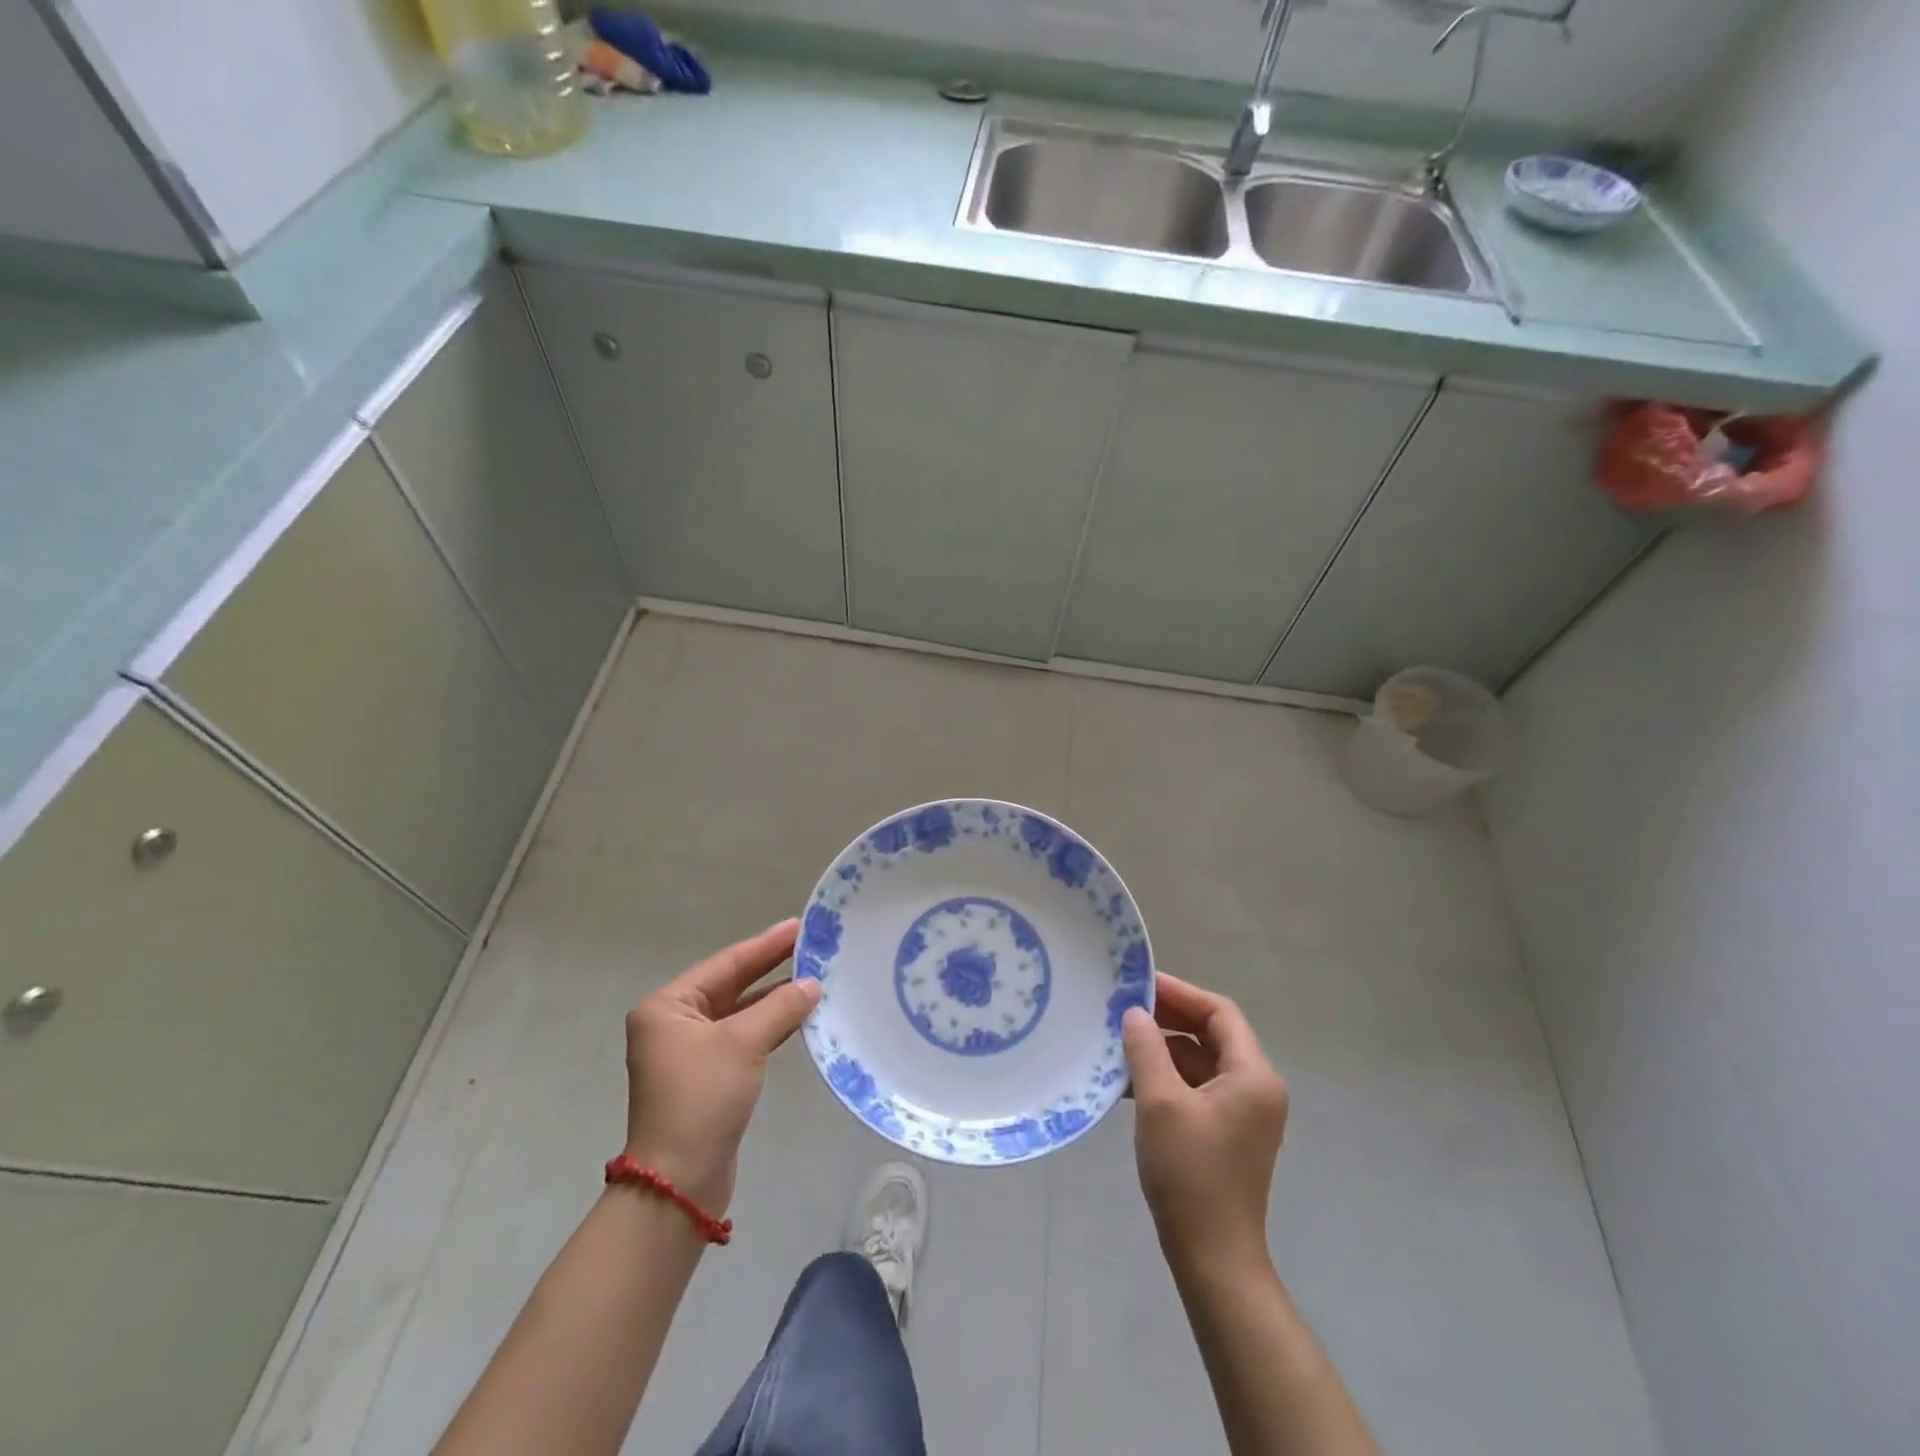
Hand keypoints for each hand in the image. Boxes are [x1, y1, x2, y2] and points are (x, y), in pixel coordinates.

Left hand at [622, 920, 821, 1214]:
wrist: (679, 1182)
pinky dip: (770, 1026)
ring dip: (774, 998)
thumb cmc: (702, 1098)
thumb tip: (813, 984)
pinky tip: (799, 1016)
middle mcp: (673, 1024)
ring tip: (814, 977)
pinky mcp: (707, 1077)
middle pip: (731, 985)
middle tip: (811, 946)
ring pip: (739, 1013)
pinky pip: (743, 1038)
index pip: (725, 964)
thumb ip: (780, 1007)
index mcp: (668, 1007)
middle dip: (771, 967)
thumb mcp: (743, 1043)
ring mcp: (689, 1052)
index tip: (799, 925)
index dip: (765, 945)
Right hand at [1123, 973, 1288, 1277]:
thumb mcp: (1160, 1102)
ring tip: (1118, 1043)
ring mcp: (1242, 1112)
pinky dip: (1165, 1078)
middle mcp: (1255, 1088)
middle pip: (1210, 1034)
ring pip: (1199, 1061)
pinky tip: (1128, 1082)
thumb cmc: (1190, 1174)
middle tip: (1123, 1008)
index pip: (1219, 1012)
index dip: (1179, 992)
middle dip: (1167, 1019)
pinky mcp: (1225, 1132)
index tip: (1138, 984)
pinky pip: (1195, 1088)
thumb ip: (1146, 1048)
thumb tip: (1134, 1013)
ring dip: (1161, 1050)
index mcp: (1253, 1075)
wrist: (1212, 1259)